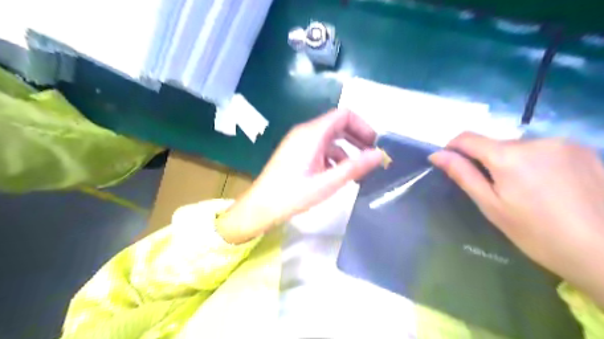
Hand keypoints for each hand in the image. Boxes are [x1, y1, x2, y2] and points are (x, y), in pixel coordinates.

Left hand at [219, 108, 381, 243]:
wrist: (261, 206)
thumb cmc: (293, 194)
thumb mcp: (328, 183)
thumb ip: (355, 167)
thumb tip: (379, 154)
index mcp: (312, 133)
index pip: (344, 115)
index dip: (363, 126)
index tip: (374, 144)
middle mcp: (305, 132)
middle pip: (337, 125)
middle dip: (357, 138)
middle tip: (371, 156)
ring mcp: (299, 142)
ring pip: (329, 139)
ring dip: (346, 150)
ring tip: (357, 170)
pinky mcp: (295, 152)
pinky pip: (319, 148)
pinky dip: (332, 157)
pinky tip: (337, 174)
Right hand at [429, 132, 603, 307]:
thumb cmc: (537, 233)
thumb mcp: (491, 206)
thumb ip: (463, 174)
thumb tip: (436, 155)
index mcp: (508, 156)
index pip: (467, 138)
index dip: (452, 147)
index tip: (449, 161)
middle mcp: (535, 140)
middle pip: (495, 143)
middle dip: (487, 160)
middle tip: (495, 190)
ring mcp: (563, 143)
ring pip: (520, 146)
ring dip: (512, 161)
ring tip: (525, 190)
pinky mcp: (584, 150)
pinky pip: (544, 149)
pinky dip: (535, 161)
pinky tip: (549, 186)